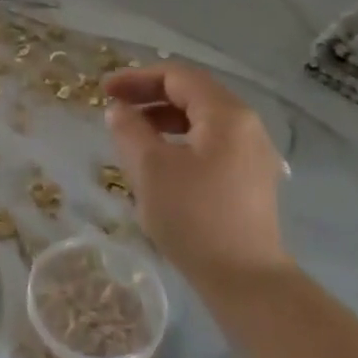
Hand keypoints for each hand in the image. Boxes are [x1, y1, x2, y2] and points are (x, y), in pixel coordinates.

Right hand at [103, 63, 289, 286]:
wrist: (245, 280)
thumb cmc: (194, 217)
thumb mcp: (150, 168)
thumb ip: (130, 130)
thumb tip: (119, 110)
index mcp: (226, 114)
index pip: (178, 77)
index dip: (137, 78)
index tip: (104, 91)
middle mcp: (247, 125)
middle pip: (193, 95)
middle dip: (150, 97)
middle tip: (115, 109)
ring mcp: (253, 154)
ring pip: (202, 121)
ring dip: (163, 120)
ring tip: (132, 134)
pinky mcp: (251, 179)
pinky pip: (211, 144)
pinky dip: (181, 141)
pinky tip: (160, 162)